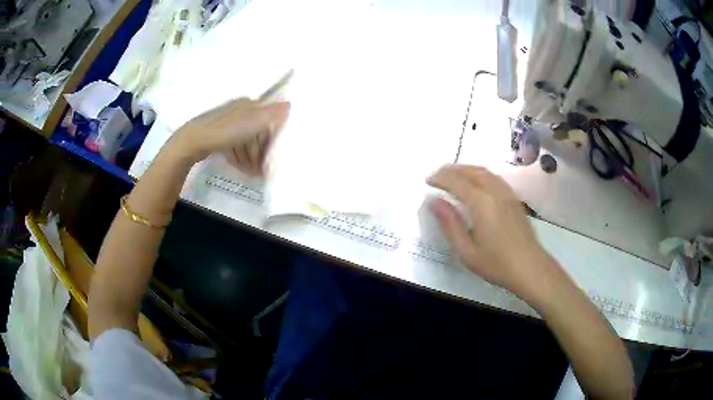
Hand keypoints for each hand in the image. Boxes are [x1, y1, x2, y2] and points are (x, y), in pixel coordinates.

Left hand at [171, 98, 290, 174]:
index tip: (274, 155)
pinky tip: (239, 166)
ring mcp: (225, 123)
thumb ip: (273, 114)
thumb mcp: (254, 121)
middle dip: (260, 151)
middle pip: (255, 132)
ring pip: (243, 140)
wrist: (194, 141)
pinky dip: (238, 156)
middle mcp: (238, 111)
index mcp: (248, 105)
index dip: (272, 138)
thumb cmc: (226, 130)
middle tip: (262, 169)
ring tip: (252, 173)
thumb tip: (290, 104)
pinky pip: (232, 145)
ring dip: (250, 157)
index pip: (267, 120)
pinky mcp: (215, 134)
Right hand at [427, 164, 556, 300]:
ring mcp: (507, 194)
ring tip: (453, 175)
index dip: (440, 178)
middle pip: (471, 171)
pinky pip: (495, 177)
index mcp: (481, 203)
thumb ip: (450, 224)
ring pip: (484, 172)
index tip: (427, 181)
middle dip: (452, 170)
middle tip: (437, 175)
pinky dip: (480, 174)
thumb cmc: (497, 264)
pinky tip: (477, 183)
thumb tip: (434, 202)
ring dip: (466, 169)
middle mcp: (495, 192)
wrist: (530, 268)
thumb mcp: (466, 251)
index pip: (456, 181)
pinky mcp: (514, 199)